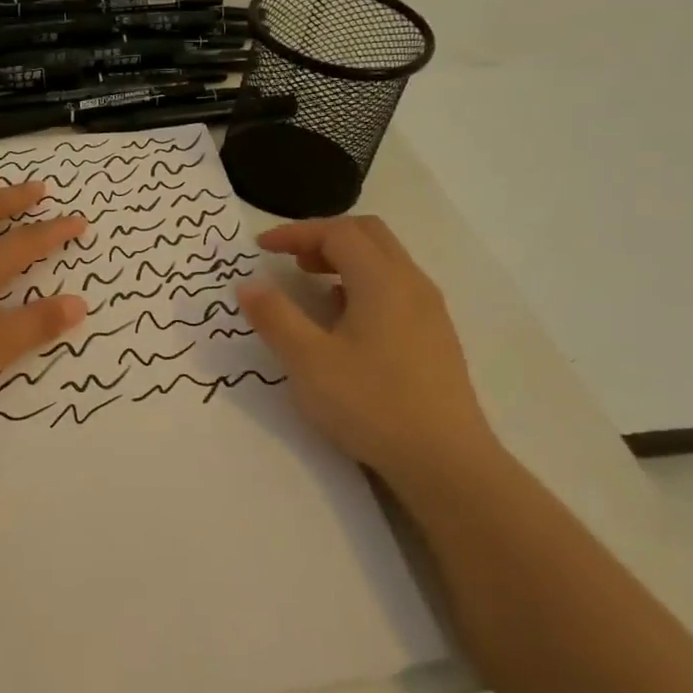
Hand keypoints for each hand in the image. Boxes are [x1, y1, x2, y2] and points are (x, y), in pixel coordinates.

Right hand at [236, 216, 496, 482]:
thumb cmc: (371, 404)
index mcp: (382, 281)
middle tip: (289, 259)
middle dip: (323, 238)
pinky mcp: (435, 336)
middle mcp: (412, 284)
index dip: (296, 232)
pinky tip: (345, 320)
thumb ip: (275, 317)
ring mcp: (429, 310)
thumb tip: (248, 284)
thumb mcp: (308, 361)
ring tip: (311, 284)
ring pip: (385, 262)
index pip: (338, 232)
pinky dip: (363, 284)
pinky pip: (396, 288)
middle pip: (368, 235)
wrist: (444, 460)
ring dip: (345, 260)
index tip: (261, 247)